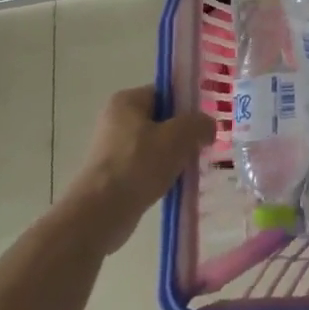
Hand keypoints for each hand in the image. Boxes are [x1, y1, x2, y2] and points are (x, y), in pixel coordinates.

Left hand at [60, 85, 216, 253]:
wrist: (99, 216)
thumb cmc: (138, 165)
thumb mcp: (179, 136)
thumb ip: (200, 124)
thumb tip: (209, 128)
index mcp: (127, 101)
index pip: (167, 93)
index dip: (189, 106)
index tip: (206, 123)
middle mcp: (116, 121)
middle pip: (163, 120)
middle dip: (184, 134)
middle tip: (203, 146)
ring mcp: (113, 150)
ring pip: (157, 146)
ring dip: (175, 156)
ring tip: (192, 168)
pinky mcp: (114, 176)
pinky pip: (147, 168)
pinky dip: (162, 174)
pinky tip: (177, 184)